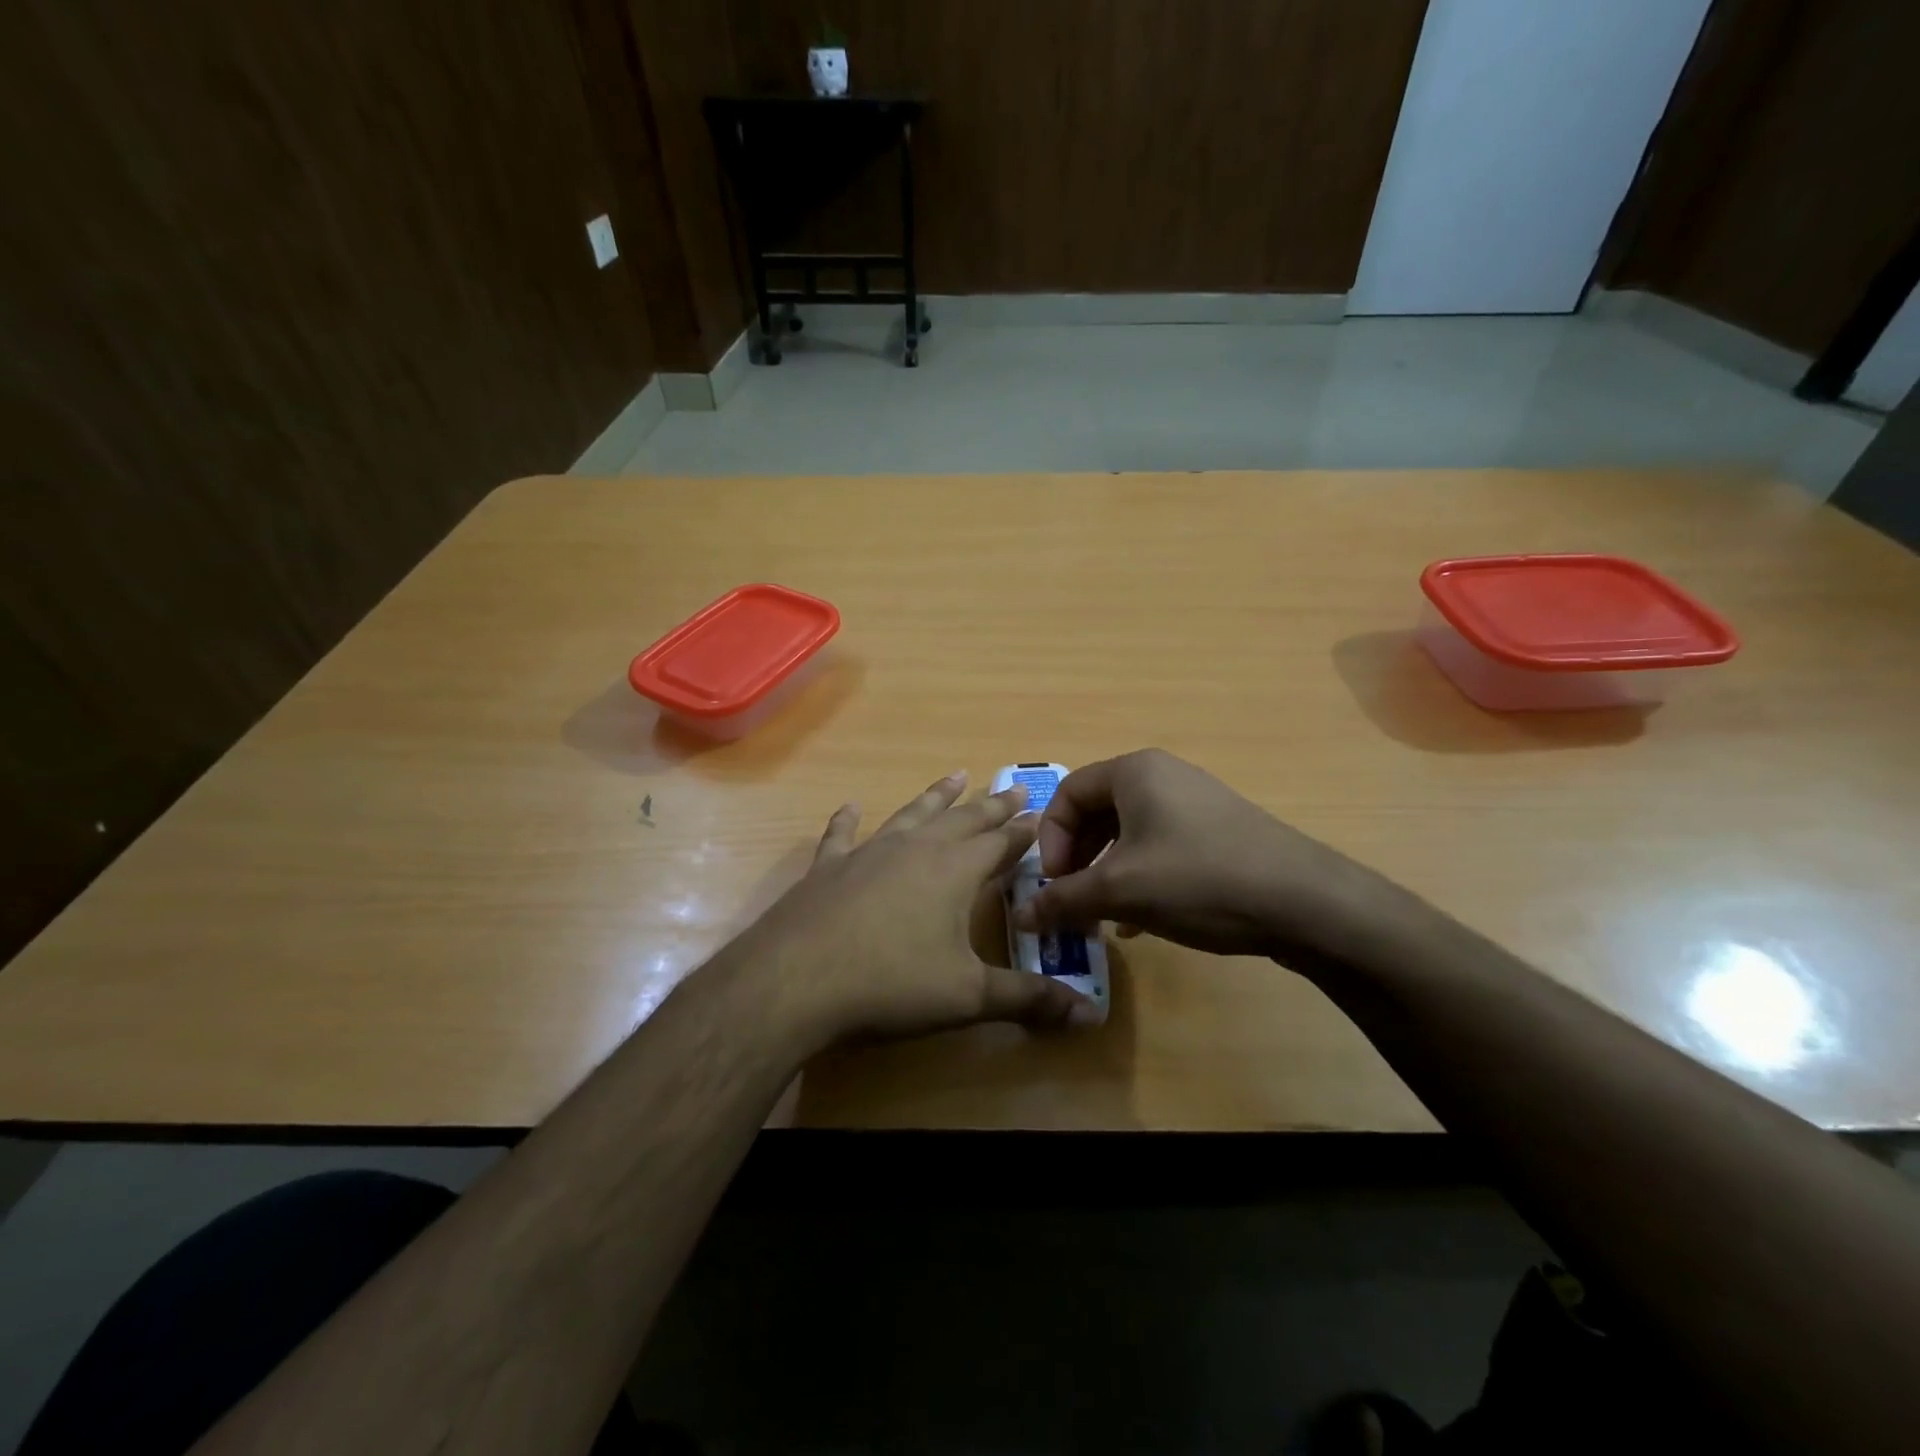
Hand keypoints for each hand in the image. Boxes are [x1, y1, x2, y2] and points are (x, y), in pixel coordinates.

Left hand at [733, 772, 1101, 1046]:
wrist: (794, 981)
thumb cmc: (890, 985)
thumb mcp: (967, 997)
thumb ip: (1027, 1000)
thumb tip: (1089, 1015)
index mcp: (954, 871)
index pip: (1000, 843)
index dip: (1023, 831)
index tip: (1041, 815)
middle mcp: (915, 850)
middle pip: (962, 820)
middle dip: (991, 805)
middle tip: (1013, 788)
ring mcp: (868, 853)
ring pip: (912, 815)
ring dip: (936, 797)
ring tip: (955, 776)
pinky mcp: (828, 868)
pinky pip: (842, 835)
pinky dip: (848, 820)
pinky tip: (851, 807)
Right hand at [1014, 749, 1397, 967]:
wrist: (1305, 902)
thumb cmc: (1198, 879)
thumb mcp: (1120, 891)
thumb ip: (1064, 899)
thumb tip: (1021, 916)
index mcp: (1134, 772)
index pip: (1066, 793)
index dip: (1050, 839)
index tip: (1055, 884)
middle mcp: (1163, 776)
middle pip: (1096, 812)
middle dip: (1076, 859)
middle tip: (1073, 900)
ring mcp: (1195, 803)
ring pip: (1128, 834)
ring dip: (1105, 874)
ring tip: (1103, 915)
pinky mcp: (1217, 832)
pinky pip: (1160, 847)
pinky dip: (1139, 878)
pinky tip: (1140, 921)